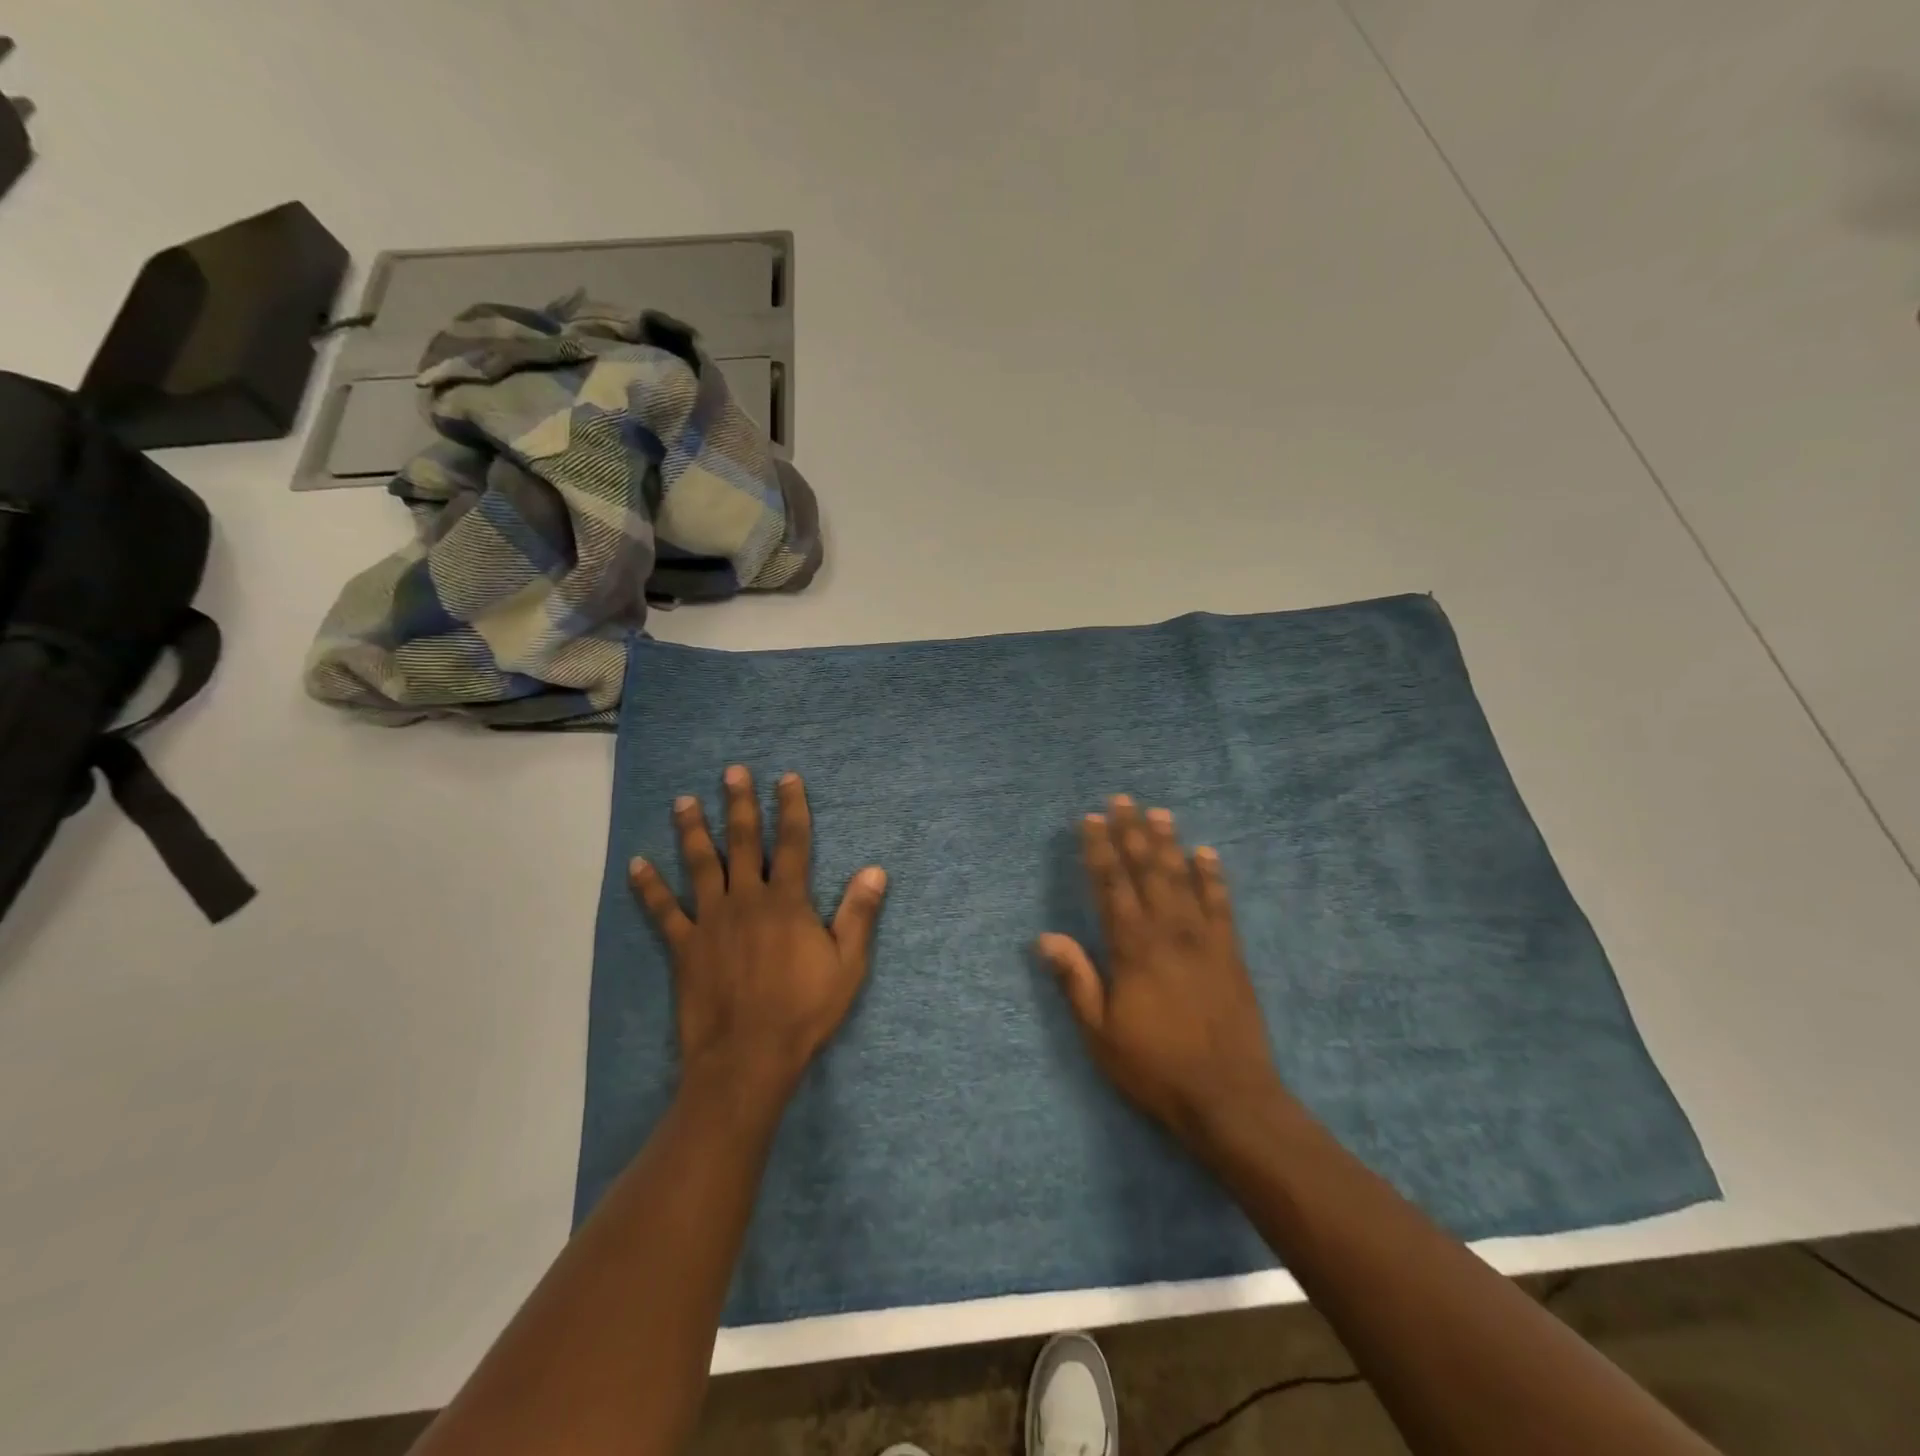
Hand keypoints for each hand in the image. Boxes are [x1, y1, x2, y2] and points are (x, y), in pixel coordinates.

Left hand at [629, 766, 887, 1102]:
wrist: (749, 1057)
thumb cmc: (804, 1011)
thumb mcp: (848, 965)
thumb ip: (859, 914)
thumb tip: (875, 870)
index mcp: (788, 902)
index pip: (793, 843)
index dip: (792, 808)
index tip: (787, 778)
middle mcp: (747, 900)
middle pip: (743, 842)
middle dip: (740, 804)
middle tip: (732, 772)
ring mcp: (711, 921)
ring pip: (700, 865)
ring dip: (693, 830)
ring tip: (684, 800)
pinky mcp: (685, 947)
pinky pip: (663, 911)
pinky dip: (649, 887)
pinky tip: (637, 864)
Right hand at [1038, 796, 1288, 1153]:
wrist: (1228, 1097)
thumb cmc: (1155, 1067)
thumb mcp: (1100, 1034)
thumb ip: (1076, 981)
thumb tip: (1045, 937)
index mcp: (1132, 947)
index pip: (1110, 885)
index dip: (1098, 849)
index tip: (1090, 818)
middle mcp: (1167, 931)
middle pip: (1146, 870)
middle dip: (1132, 832)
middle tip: (1123, 799)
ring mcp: (1203, 939)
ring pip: (1182, 878)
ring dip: (1169, 843)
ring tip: (1159, 813)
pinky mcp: (1230, 952)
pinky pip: (1221, 904)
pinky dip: (1213, 876)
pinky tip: (1207, 854)